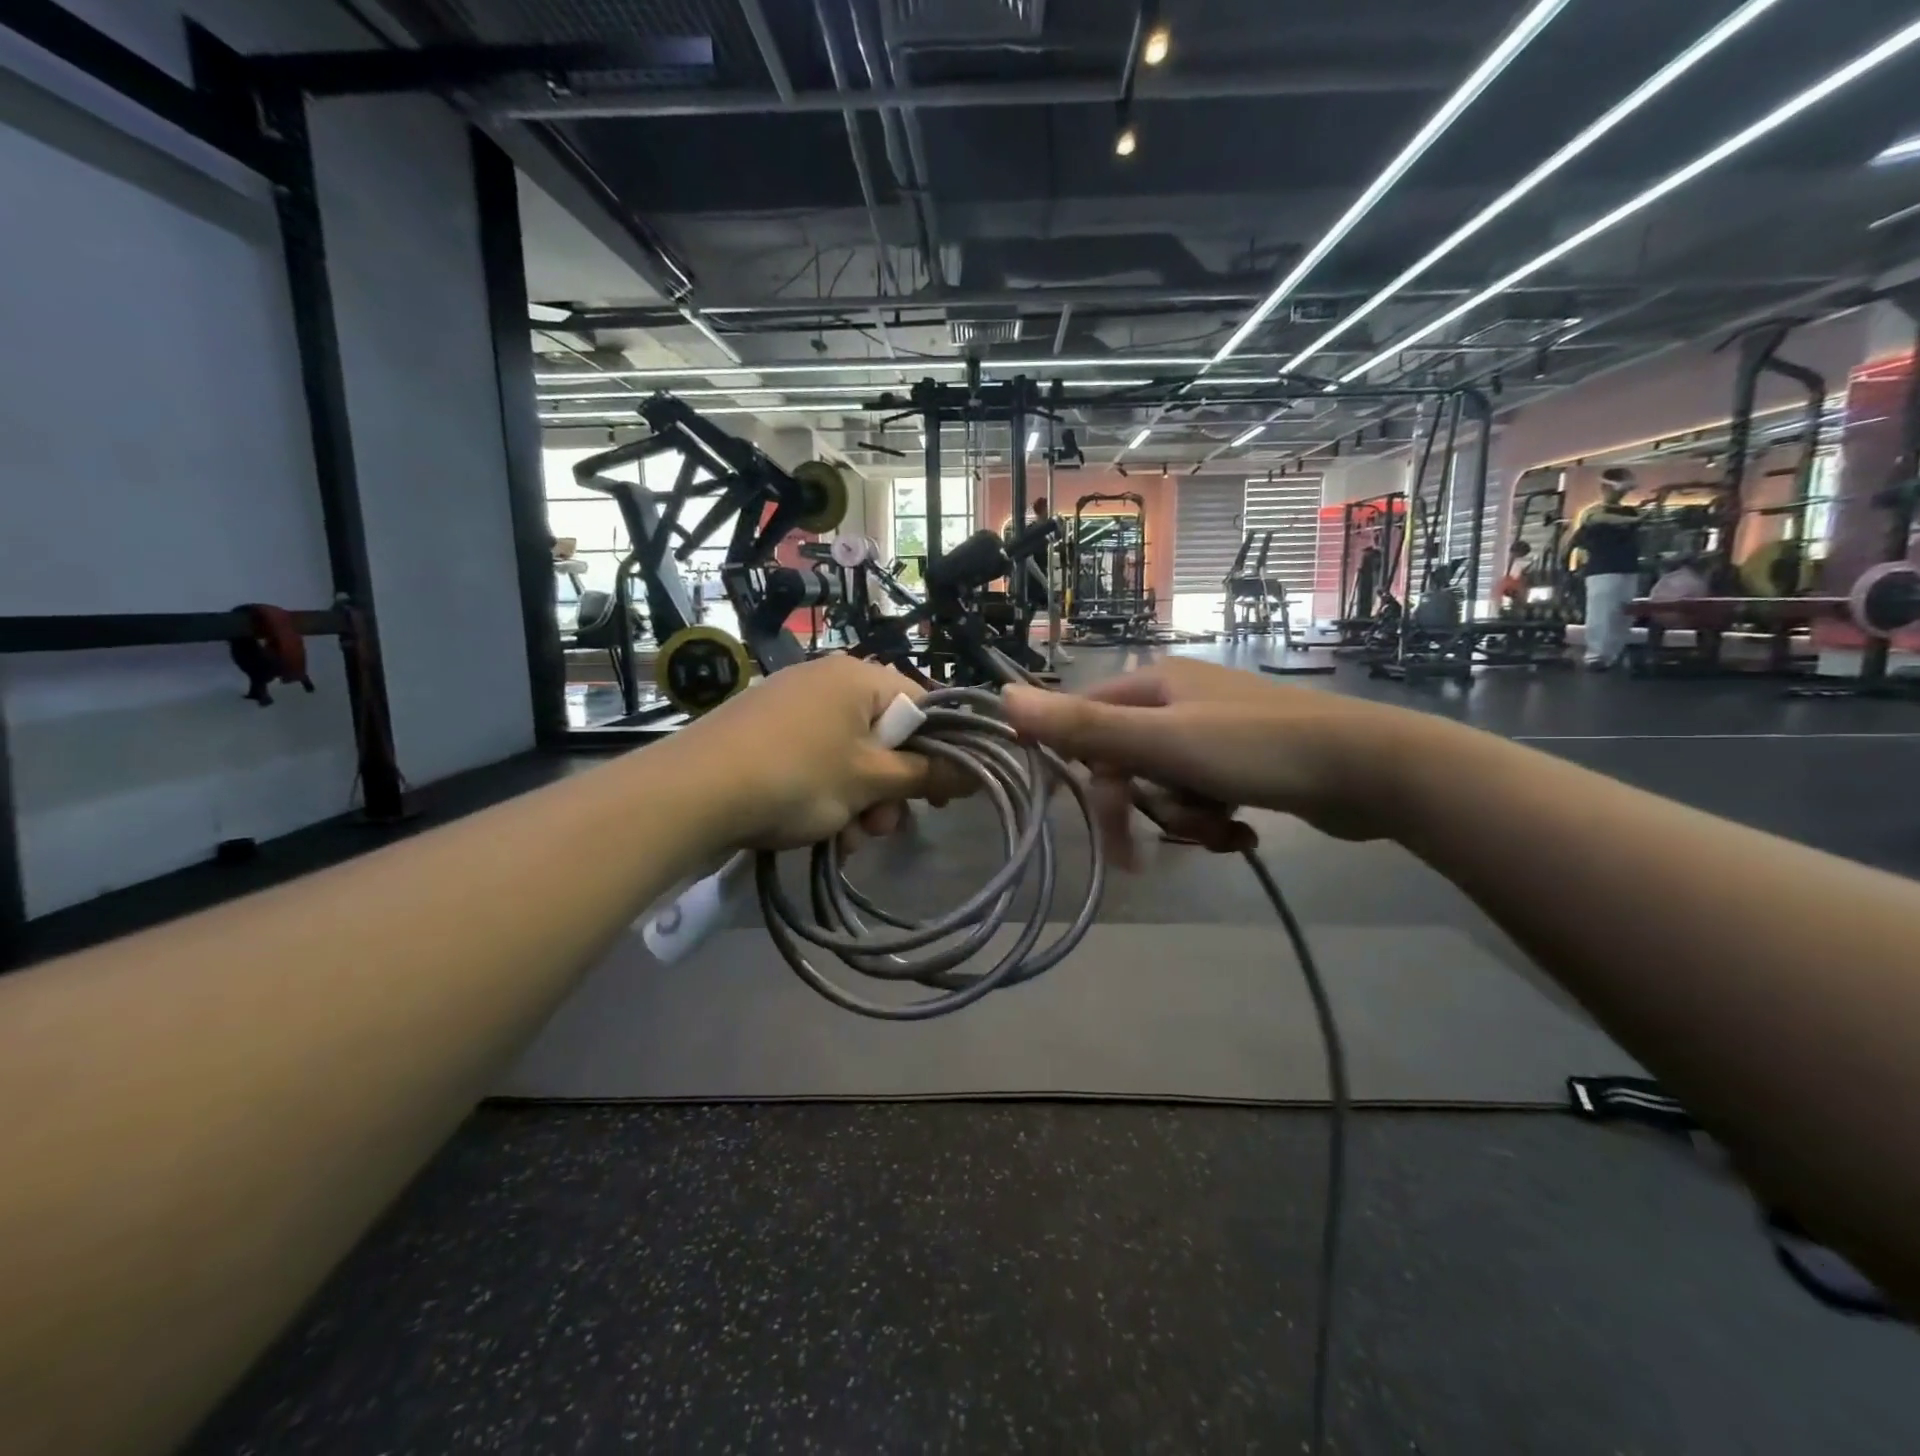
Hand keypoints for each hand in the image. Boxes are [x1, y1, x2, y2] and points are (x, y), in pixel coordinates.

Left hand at [667, 654, 934, 851]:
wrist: (693, 792)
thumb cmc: (798, 776)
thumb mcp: (871, 781)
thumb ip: (928, 774)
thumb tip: (979, 770)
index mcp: (859, 677)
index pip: (923, 706)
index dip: (940, 752)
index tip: (941, 797)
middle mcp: (828, 680)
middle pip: (886, 736)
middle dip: (891, 789)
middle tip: (883, 828)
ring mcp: (793, 705)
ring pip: (851, 757)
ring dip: (860, 803)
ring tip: (847, 841)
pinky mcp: (767, 731)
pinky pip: (817, 761)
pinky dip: (827, 796)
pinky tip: (821, 834)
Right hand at [1003, 659, 1418, 861]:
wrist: (1371, 771)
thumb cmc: (1257, 748)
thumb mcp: (1160, 741)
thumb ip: (1082, 724)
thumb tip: (1003, 697)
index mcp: (1154, 683)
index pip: (1087, 725)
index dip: (1084, 773)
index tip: (1090, 820)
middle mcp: (1179, 700)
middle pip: (1127, 762)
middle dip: (1141, 809)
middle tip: (1145, 856)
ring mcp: (1214, 732)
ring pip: (1165, 787)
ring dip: (1182, 820)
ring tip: (1220, 833)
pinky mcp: (1245, 764)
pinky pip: (1203, 797)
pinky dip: (1213, 822)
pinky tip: (1240, 835)